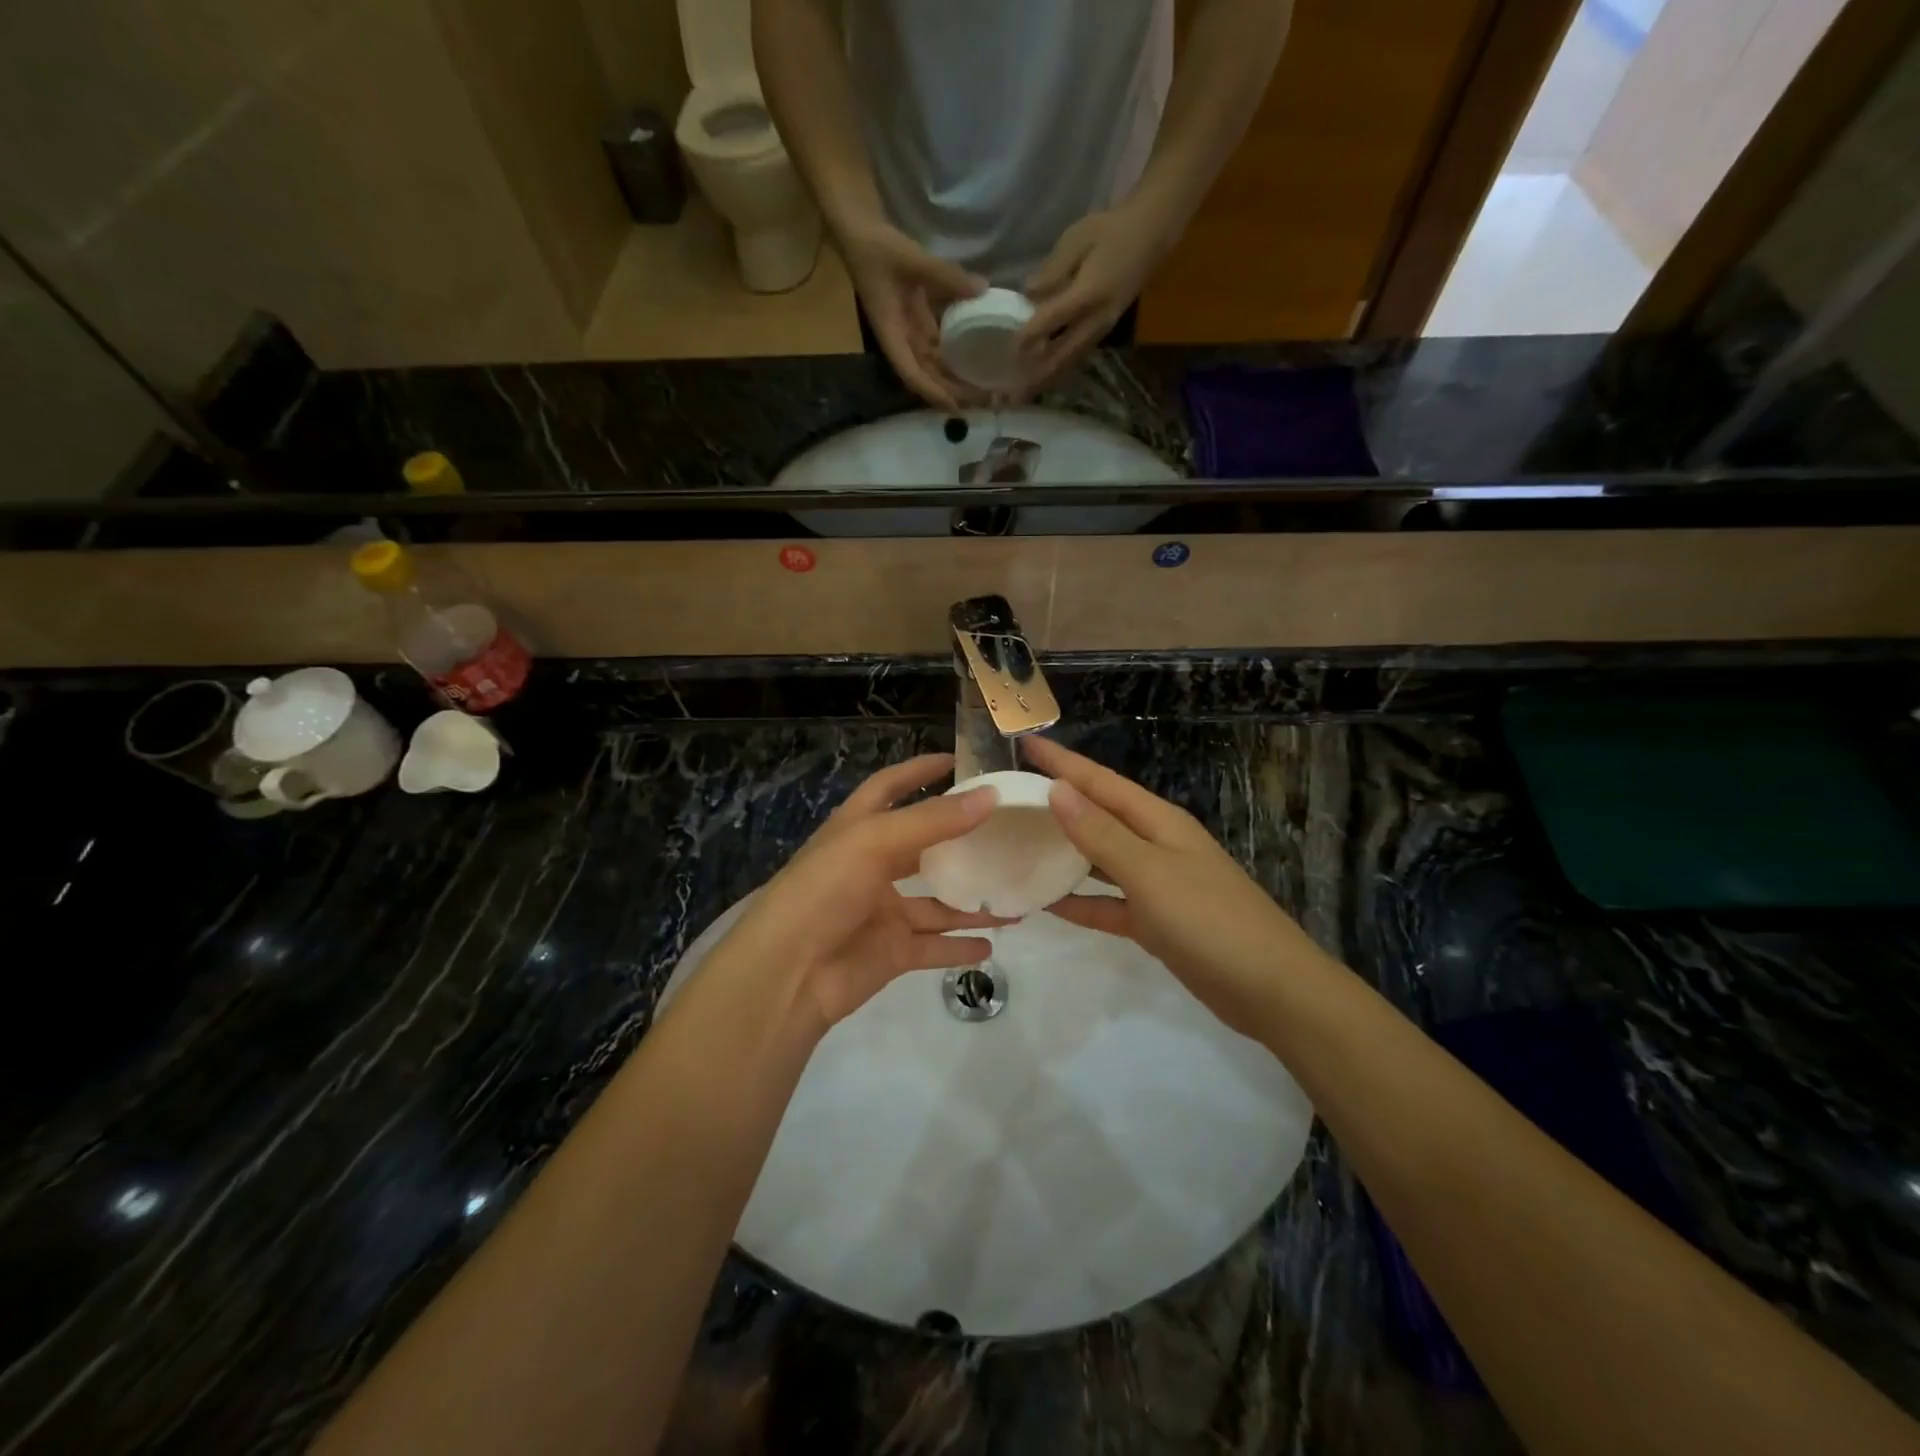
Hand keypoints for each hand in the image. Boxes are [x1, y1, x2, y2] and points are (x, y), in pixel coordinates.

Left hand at [719, 754, 1008, 1032]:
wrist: (787, 974)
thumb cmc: (824, 890)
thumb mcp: (875, 842)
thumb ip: (933, 821)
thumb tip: (990, 795)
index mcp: (858, 829)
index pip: (890, 787)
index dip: (919, 771)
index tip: (958, 760)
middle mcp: (871, 866)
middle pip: (923, 846)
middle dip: (960, 839)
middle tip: (1006, 830)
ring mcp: (882, 911)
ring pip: (937, 902)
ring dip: (972, 900)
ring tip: (1016, 895)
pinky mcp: (891, 951)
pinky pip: (934, 945)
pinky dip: (960, 946)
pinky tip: (991, 942)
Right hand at [839, 220, 987, 411]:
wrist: (860, 232)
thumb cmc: (878, 249)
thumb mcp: (912, 260)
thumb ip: (946, 276)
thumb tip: (982, 289)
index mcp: (891, 334)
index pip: (911, 373)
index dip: (932, 392)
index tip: (954, 408)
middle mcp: (900, 340)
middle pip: (925, 376)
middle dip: (949, 392)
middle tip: (979, 402)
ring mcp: (909, 331)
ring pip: (932, 364)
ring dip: (953, 377)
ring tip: (981, 387)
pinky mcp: (917, 320)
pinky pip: (938, 345)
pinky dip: (953, 354)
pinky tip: (975, 358)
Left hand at [1013, 199, 1177, 398]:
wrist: (1152, 234)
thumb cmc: (1111, 230)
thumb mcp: (1078, 238)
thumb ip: (1053, 269)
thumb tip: (1028, 293)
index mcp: (1088, 293)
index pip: (1053, 320)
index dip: (1030, 337)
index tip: (1008, 351)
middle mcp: (1096, 319)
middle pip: (1062, 356)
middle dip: (1036, 378)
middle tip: (1013, 399)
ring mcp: (1102, 329)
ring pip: (1070, 363)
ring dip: (1046, 381)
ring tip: (1024, 398)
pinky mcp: (1103, 332)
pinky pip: (1077, 358)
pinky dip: (1058, 371)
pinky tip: (1043, 380)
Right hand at [1022, 737, 1334, 1038]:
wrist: (1270, 989)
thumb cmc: (1209, 920)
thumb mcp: (1150, 872)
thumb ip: (1101, 834)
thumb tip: (1058, 789)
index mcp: (1159, 822)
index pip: (1101, 782)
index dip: (1063, 763)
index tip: (1025, 744)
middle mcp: (1156, 845)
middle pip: (1099, 815)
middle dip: (1059, 802)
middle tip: (1012, 795)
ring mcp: (1157, 885)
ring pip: (1100, 859)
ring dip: (1065, 851)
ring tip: (1020, 843)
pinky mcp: (1155, 922)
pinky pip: (1108, 904)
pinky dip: (1080, 902)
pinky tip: (1046, 903)